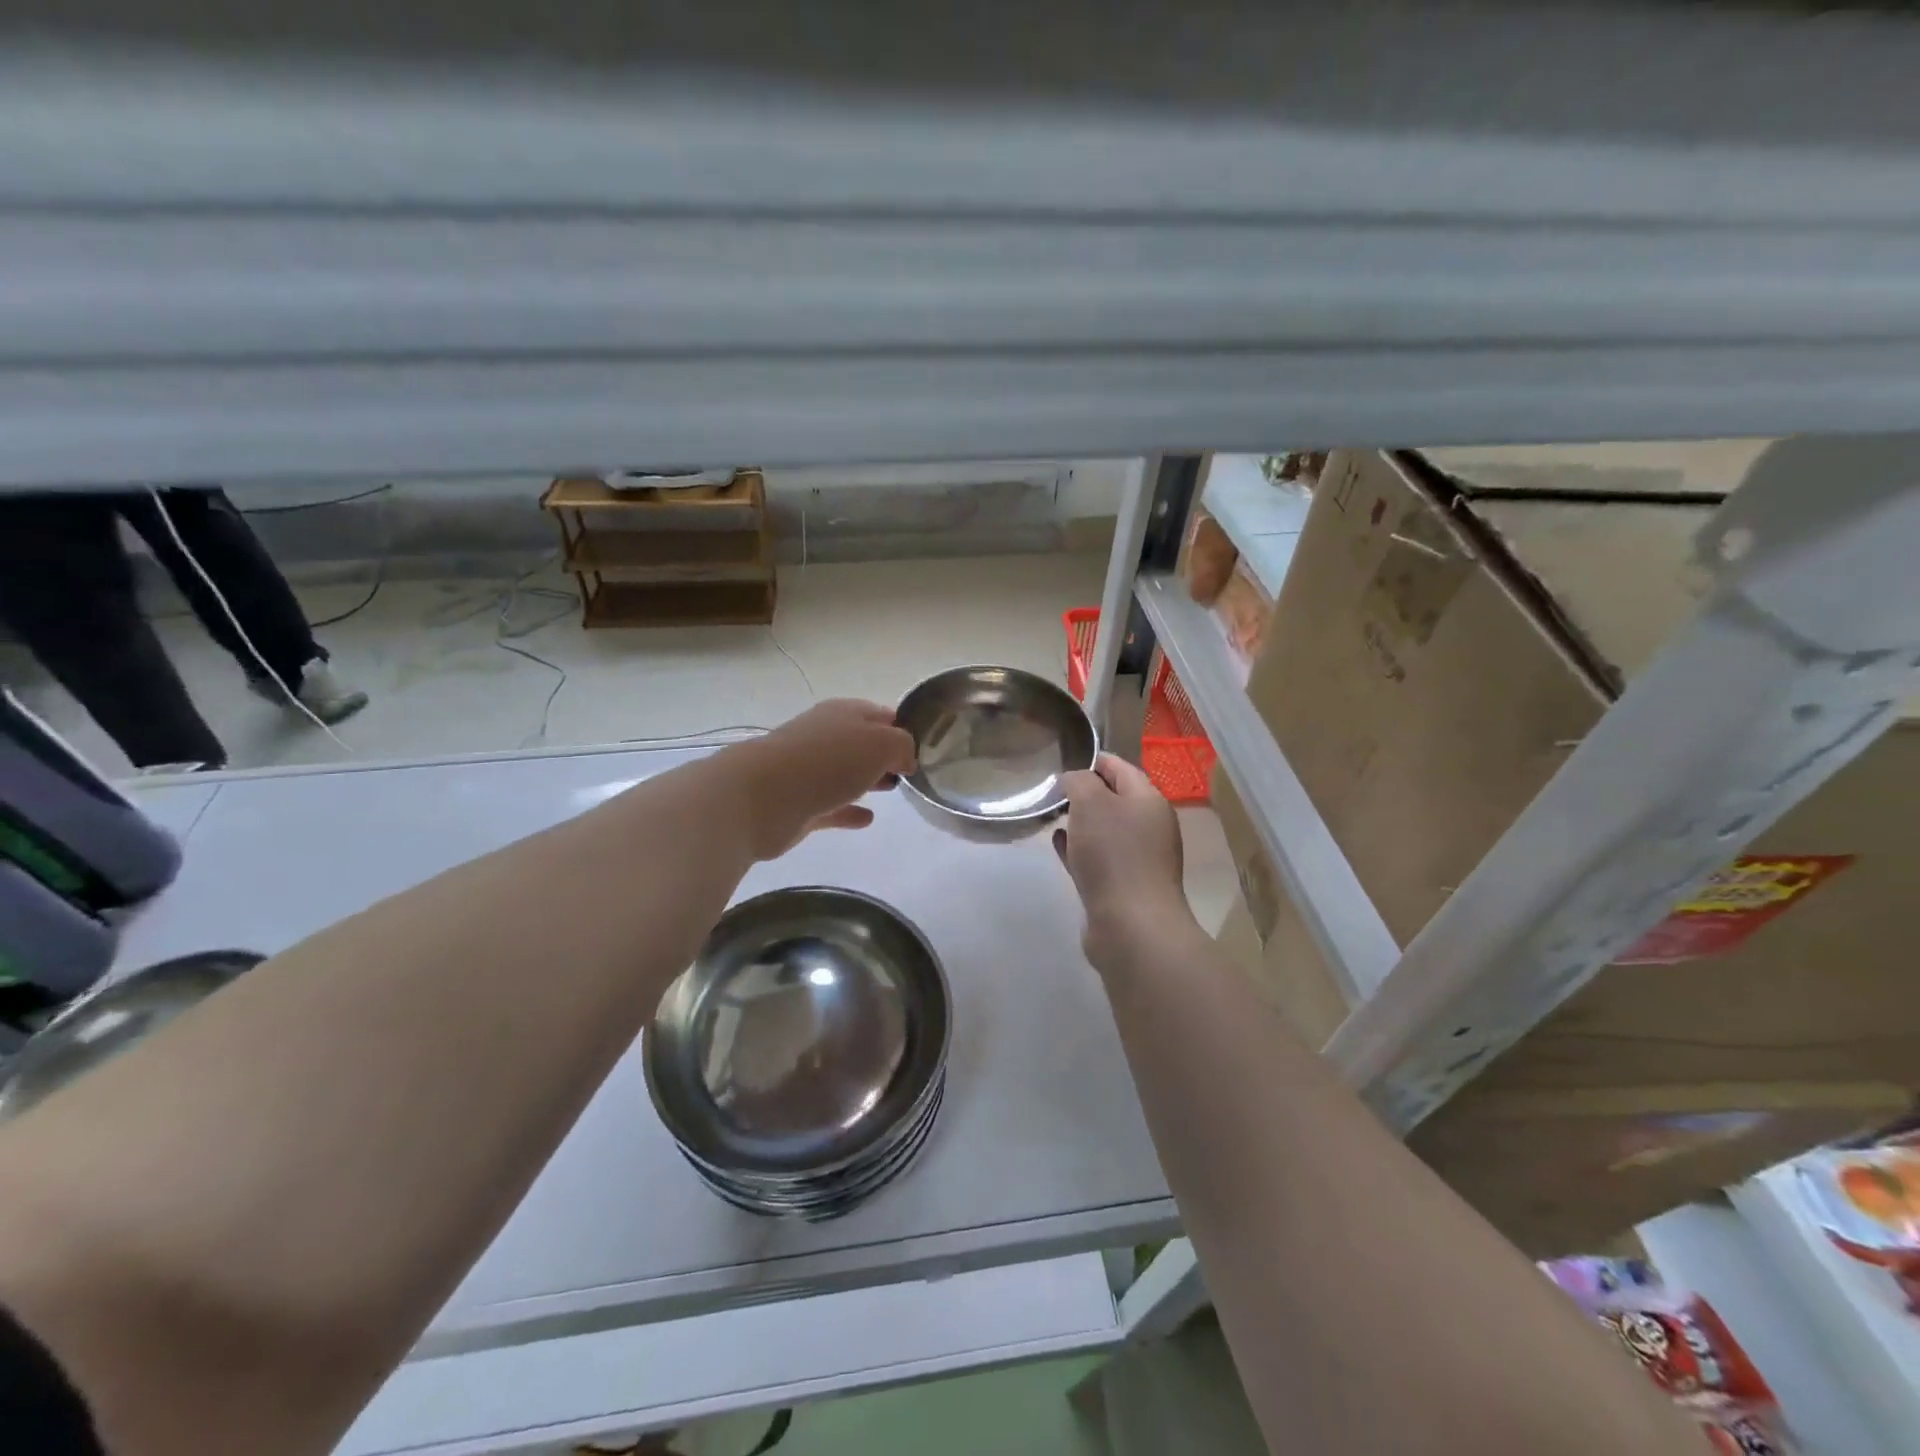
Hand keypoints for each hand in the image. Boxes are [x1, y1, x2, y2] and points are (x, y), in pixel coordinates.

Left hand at [727, 700, 917, 860]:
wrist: (761, 797)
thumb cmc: (826, 762)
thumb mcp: (880, 743)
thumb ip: (902, 746)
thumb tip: (905, 759)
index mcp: (844, 713)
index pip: (881, 714)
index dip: (902, 727)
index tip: (924, 747)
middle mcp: (825, 737)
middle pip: (862, 743)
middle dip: (885, 754)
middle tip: (910, 771)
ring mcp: (809, 771)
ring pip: (847, 773)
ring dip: (868, 779)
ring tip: (893, 790)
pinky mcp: (799, 805)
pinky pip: (833, 806)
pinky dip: (850, 810)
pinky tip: (868, 818)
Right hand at [1053, 754, 1195, 972]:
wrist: (1132, 926)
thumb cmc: (1113, 855)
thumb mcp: (1091, 803)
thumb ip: (1079, 781)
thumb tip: (1074, 780)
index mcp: (1148, 800)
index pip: (1120, 767)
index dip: (1092, 760)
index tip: (1062, 761)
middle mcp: (1149, 826)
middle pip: (1114, 799)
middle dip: (1085, 792)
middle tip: (1052, 791)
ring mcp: (1138, 858)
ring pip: (1105, 830)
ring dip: (1081, 822)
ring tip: (1052, 816)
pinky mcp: (1123, 886)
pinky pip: (1099, 857)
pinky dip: (1080, 848)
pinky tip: (1059, 846)